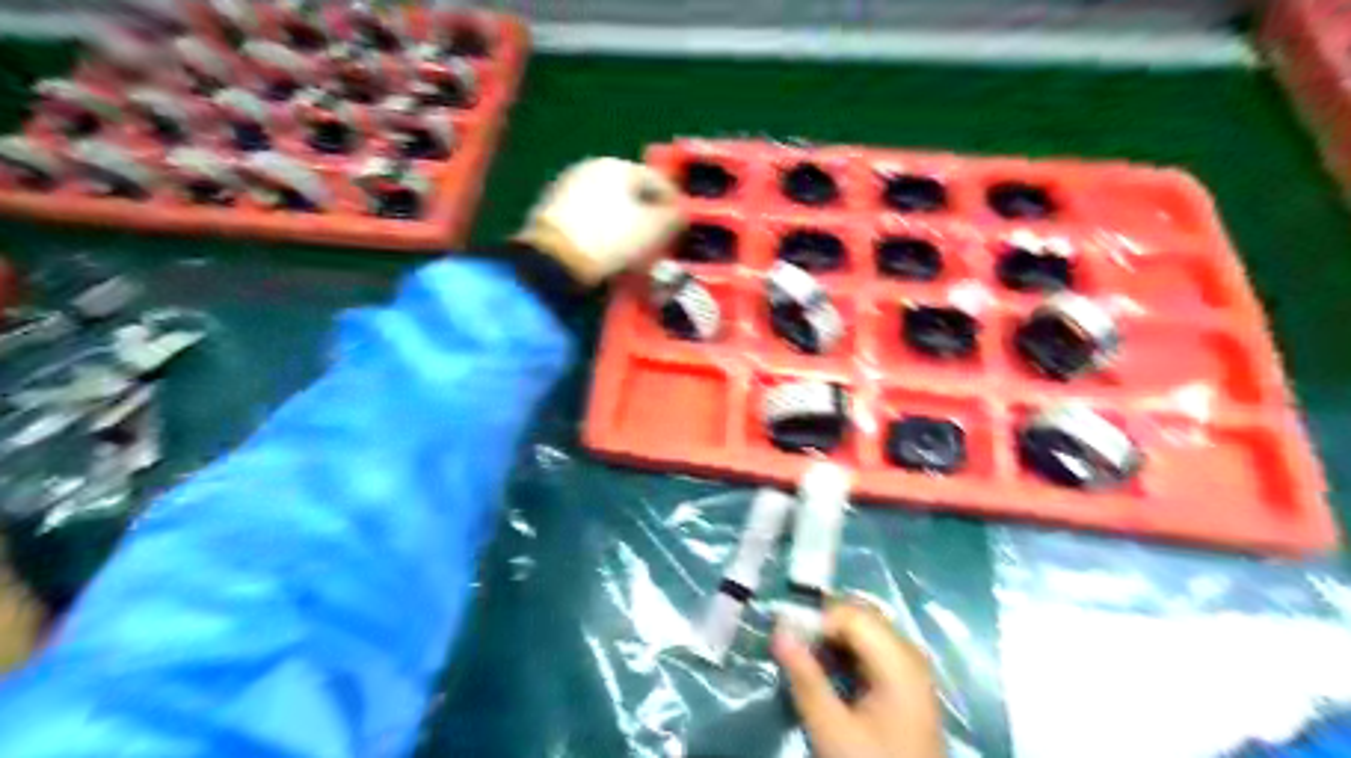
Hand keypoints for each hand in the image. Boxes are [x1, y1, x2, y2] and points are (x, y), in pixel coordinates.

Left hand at [518, 155, 685, 282]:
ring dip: (625, 224)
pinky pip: (589, 219)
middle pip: (631, 192)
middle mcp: (591, 167)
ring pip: (609, 206)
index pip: (658, 180)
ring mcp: (567, 188)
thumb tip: (680, 212)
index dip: (675, 204)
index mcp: (618, 165)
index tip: (682, 227)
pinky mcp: (551, 211)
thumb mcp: (653, 229)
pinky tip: (609, 252)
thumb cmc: (611, 239)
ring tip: (635, 250)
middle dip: (648, 215)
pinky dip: (603, 232)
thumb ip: (674, 217)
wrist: (553, 261)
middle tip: (659, 240)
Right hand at [769, 598, 947, 757]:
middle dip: (823, 629)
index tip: (788, 643)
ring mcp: (911, 668)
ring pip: (865, 632)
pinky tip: (831, 676)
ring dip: (833, 642)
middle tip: (795, 653)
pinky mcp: (907, 683)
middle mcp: (910, 653)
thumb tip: (778, 632)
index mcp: (899, 660)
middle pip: (860, 618)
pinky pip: (873, 650)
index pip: (851, 615)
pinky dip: (847, 655)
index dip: (816, 621)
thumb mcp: (831, 729)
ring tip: (809, 666)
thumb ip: (805, 678)